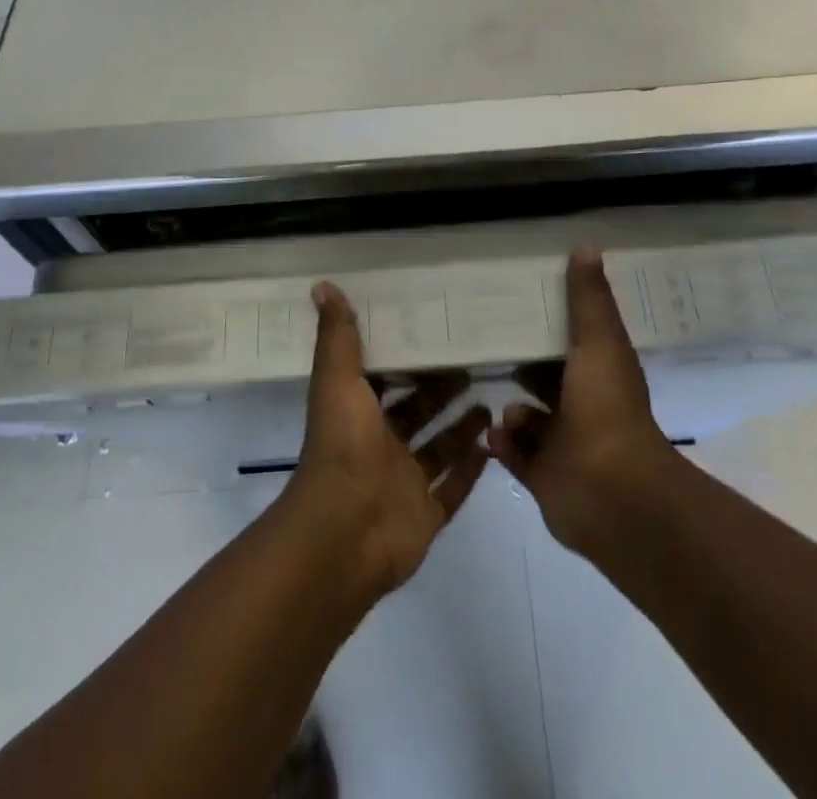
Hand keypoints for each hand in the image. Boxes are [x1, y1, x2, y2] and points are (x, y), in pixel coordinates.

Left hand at [282, 281, 489, 601]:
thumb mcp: (337, 381)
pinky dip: (472, 469)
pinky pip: (454, 489)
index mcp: (358, 415)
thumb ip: (337, 337)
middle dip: (440, 390)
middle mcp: (380, 448)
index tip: (432, 332)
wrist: (345, 532)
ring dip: (461, 427)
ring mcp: (404, 484)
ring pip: (438, 449)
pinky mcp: (426, 515)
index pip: (383, 380)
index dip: (404, 358)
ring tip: (490, 399)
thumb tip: (322, 285)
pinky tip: (494, 444)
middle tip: (473, 363)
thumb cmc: (342, 447)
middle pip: (416, 413)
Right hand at [487, 247, 676, 554]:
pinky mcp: (543, 477)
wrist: (610, 492)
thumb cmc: (606, 408)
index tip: (520, 303)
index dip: (551, 324)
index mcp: (600, 375)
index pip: (573, 342)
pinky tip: (494, 432)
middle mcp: (584, 408)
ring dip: (511, 409)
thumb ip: (589, 298)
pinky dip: (503, 443)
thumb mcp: (599, 341)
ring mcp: (564, 445)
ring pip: (529, 419)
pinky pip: (515, 454)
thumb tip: (587, 245)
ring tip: (492, 397)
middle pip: (548, 380)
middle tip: (483, 345)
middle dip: (521, 366)